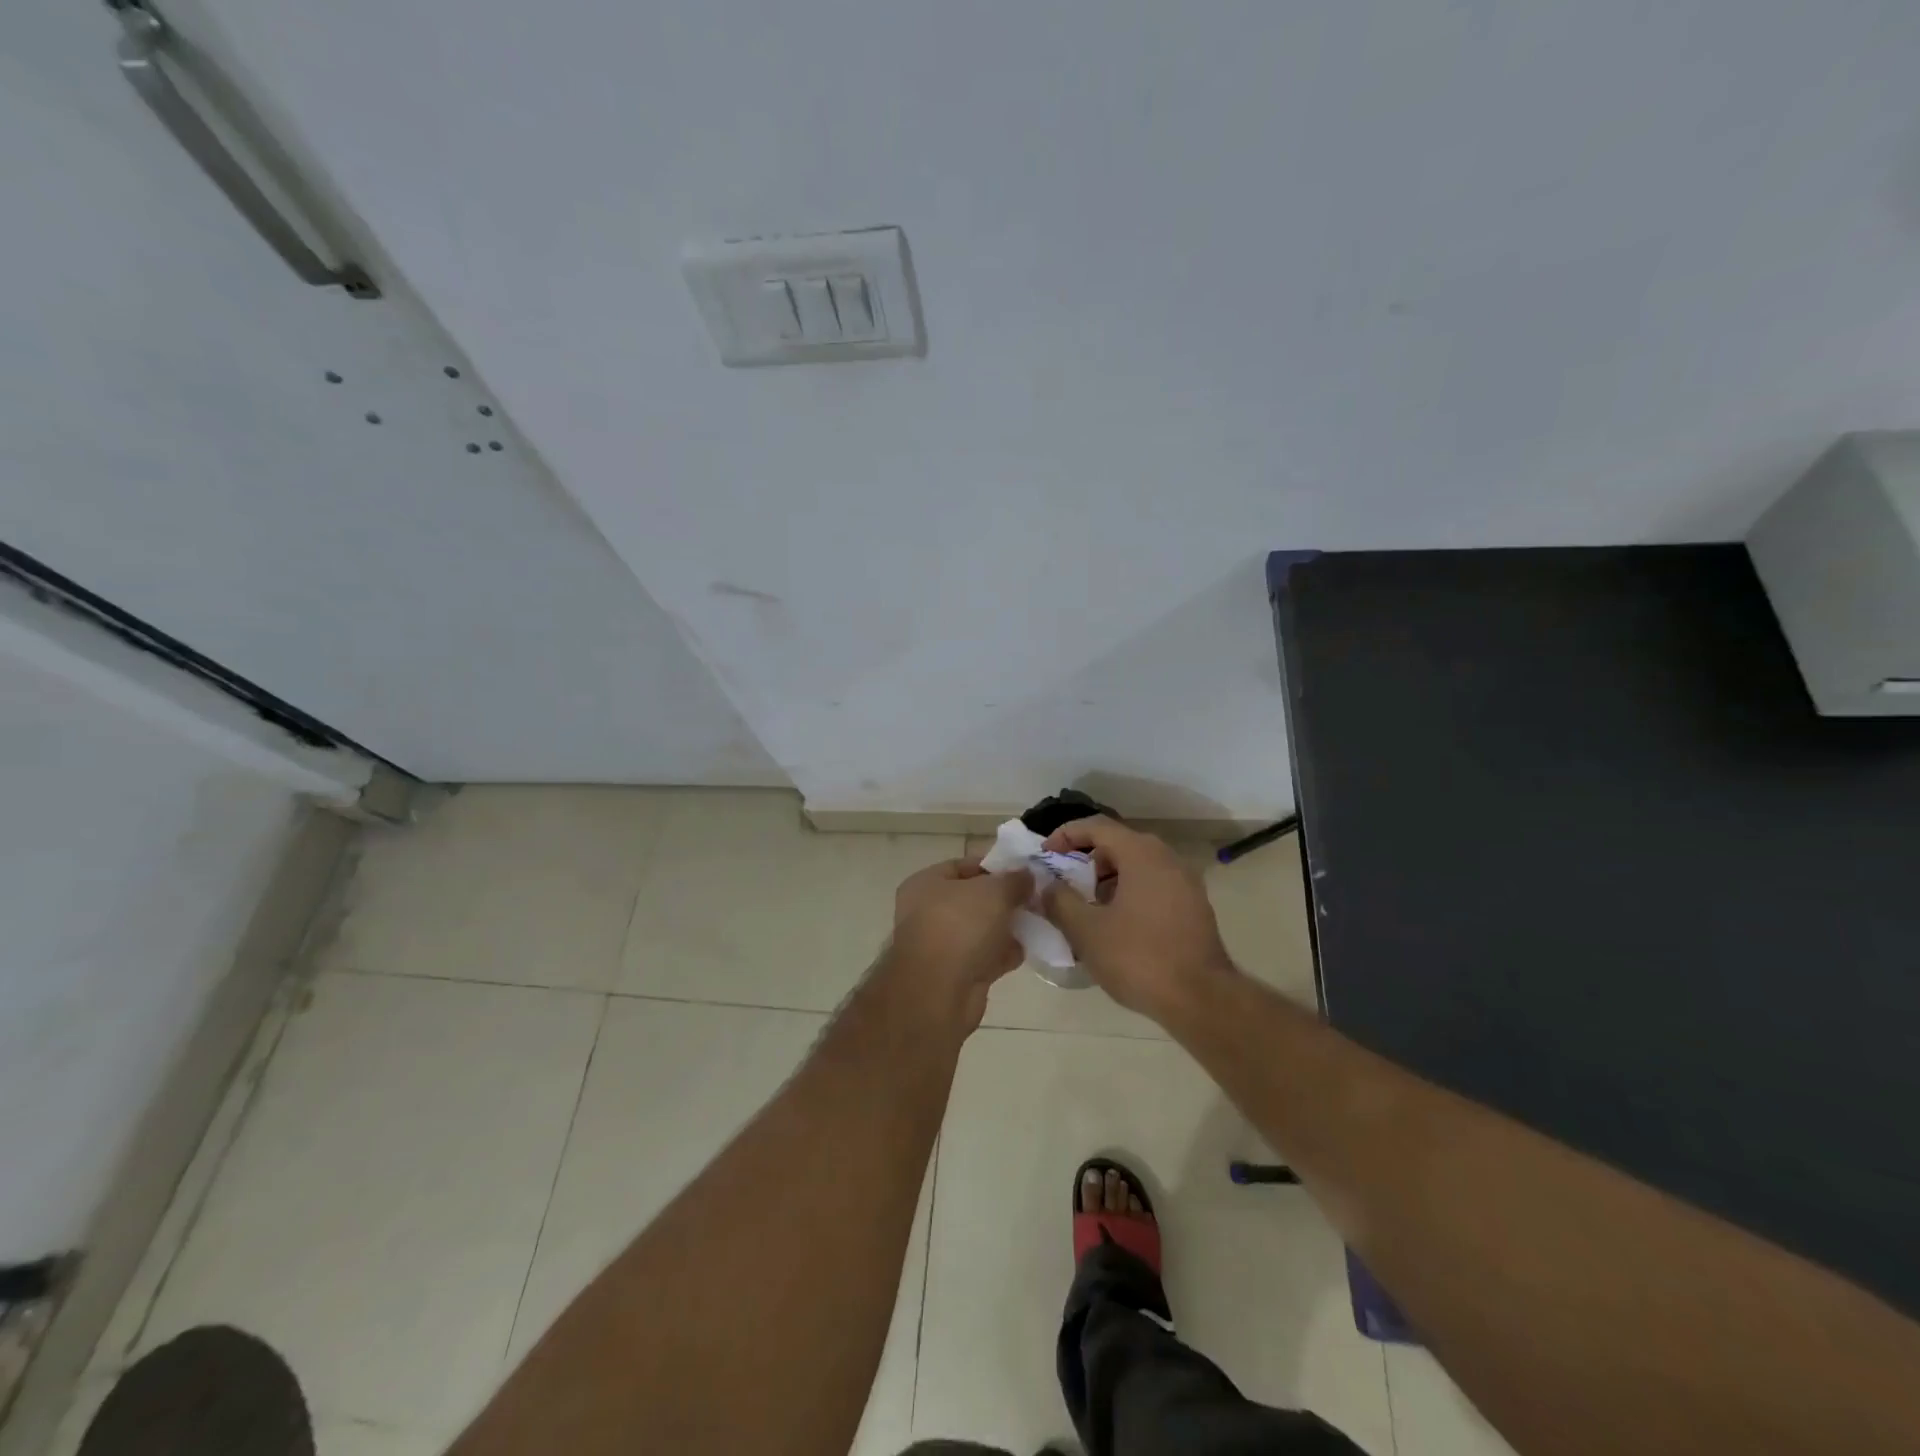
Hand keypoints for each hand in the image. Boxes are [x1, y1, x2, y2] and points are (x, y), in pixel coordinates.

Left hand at [884, 859, 1031, 1028]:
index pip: (963, 865)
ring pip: (982, 929)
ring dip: (1008, 927)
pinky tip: (1030, 949)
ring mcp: (942, 945)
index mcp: (926, 884)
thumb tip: (1027, 876)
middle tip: (1036, 897)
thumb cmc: (960, 926)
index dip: (995, 865)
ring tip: (1039, 920)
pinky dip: (1005, 954)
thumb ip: (1014, 880)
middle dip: (1005, 898)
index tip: (1025, 870)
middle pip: (975, 898)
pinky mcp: (957, 974)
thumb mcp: (993, 891)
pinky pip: (986, 956)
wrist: (939, 993)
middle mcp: (928, 912)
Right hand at [1039, 817, 1235, 1019]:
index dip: (1065, 835)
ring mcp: (1185, 882)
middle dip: (1085, 861)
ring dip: (1107, 880)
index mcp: (1141, 853)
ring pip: (1136, 867)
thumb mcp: (1086, 931)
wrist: (1201, 1000)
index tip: (1045, 855)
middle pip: (1117, 845)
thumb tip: (1047, 886)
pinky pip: (1153, 886)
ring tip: (1086, 910)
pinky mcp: (1194, 907)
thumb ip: (1060, 901)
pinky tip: (1115, 927)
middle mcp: (1167, 858)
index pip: (1096, 826)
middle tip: (1063, 885)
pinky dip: (1129, 894)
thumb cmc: (1138, 958)